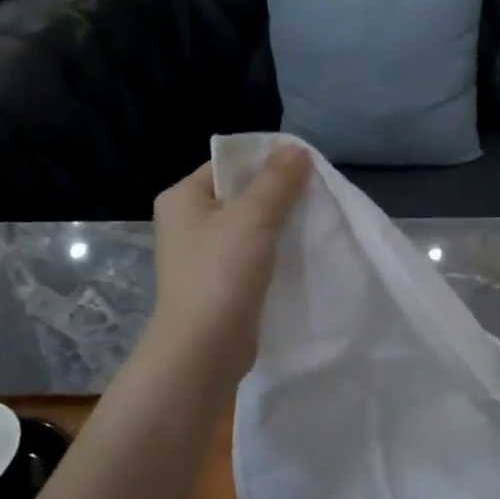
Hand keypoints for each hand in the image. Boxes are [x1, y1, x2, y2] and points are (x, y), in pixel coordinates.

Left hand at [142, 147, 311, 388]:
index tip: (306, 167)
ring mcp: (202, 256)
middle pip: (240, 195)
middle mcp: (187, 223)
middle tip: (317, 194)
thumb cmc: (221, 274)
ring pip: (248, 227)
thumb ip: (277, 180)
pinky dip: (274, 252)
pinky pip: (251, 255)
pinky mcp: (219, 284)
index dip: (266, 162)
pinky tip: (301, 253)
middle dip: (278, 194)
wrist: (203, 349)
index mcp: (182, 198)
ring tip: (315, 221)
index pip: (228, 165)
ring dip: (279, 225)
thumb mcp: (253, 217)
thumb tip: (295, 148)